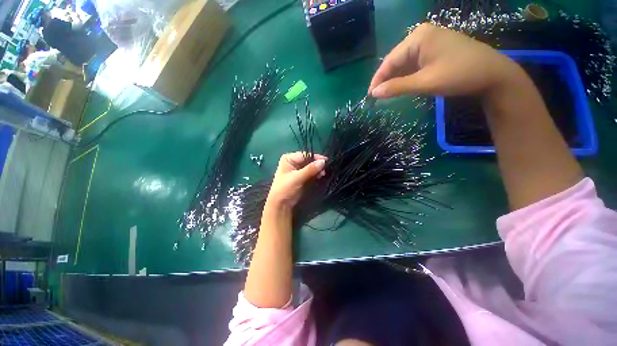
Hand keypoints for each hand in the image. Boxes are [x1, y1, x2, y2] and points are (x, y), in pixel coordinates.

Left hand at [266, 152, 326, 207]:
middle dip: (317, 164)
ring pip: (311, 166)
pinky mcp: (302, 177)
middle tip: (326, 168)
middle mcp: (293, 162)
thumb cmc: (286, 188)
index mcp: (289, 158)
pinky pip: (311, 172)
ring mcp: (298, 169)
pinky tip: (321, 176)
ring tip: (323, 174)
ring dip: (318, 169)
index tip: (326, 161)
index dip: (315, 157)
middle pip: (309, 160)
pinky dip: (316, 174)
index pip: (305, 155)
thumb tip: (323, 161)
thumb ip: (310, 169)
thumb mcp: (297, 178)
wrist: (281, 204)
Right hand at [369, 23, 522, 97]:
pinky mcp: (435, 48)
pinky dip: (406, 75)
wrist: (492, 74)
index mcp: (418, 37)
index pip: (390, 60)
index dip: (377, 79)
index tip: (369, 95)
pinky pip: (414, 62)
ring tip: (386, 93)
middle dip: (386, 79)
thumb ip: (397, 87)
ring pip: (404, 62)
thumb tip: (374, 93)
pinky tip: (402, 85)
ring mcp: (429, 41)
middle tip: (377, 96)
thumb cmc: (459, 75)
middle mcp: (421, 35)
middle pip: (396, 60)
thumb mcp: (425, 82)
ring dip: (395, 78)